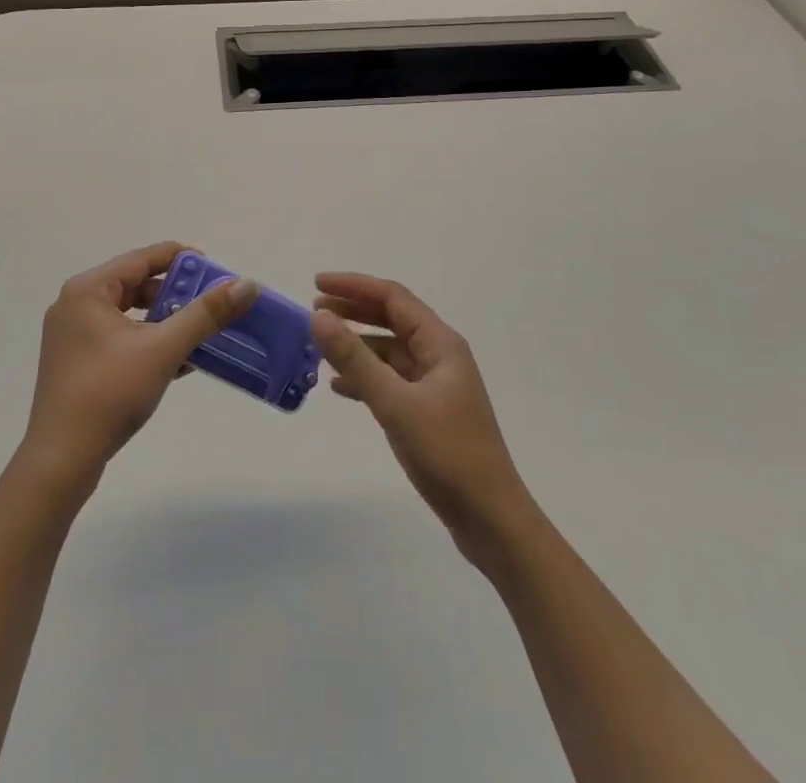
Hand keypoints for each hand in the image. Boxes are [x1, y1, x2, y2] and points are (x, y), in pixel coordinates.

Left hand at [21, 242, 259, 485]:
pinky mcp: (78, 363)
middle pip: (136, 284)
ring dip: (167, 321)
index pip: (143, 258)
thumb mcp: (163, 349)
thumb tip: (246, 284)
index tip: (217, 272)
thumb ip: (205, 314)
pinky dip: (150, 342)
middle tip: (213, 304)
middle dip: (178, 293)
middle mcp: (77, 304)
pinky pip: (121, 338)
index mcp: (88, 289)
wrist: (60, 462)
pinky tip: (182, 360)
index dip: (183, 260)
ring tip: (202, 332)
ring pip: (130, 314)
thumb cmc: (109, 394)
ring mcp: (74, 336)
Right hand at [312, 273, 535, 564]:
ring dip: (357, 345)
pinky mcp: (430, 411)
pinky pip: (392, 380)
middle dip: (353, 311)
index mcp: (441, 344)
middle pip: (392, 319)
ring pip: (390, 351)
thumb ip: (355, 359)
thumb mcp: (395, 404)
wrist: (491, 521)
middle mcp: (441, 356)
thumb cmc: (448, 455)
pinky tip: (340, 386)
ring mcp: (436, 385)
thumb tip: (319, 316)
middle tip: (314, 310)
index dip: (354, 286)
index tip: (316, 283)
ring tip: (320, 346)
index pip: (393, 298)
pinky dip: (365, 377)